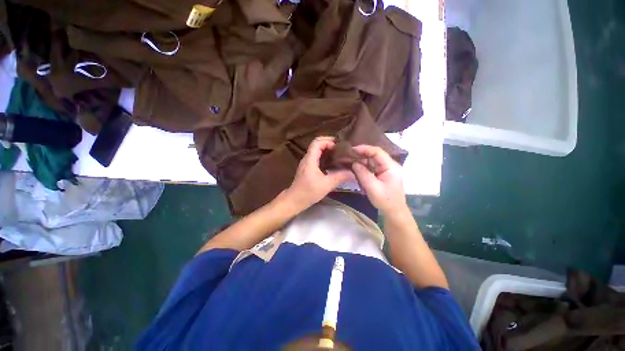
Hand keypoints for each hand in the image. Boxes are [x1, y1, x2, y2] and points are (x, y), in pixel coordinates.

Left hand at [284, 137, 353, 209]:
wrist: (294, 200)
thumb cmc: (308, 192)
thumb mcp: (326, 185)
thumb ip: (340, 177)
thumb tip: (353, 173)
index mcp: (310, 160)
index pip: (317, 143)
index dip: (328, 141)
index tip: (339, 146)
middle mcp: (307, 159)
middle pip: (316, 144)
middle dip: (328, 143)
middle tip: (340, 148)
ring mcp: (306, 163)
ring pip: (316, 151)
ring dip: (326, 150)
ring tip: (338, 154)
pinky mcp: (307, 168)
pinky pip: (315, 157)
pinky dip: (324, 156)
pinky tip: (332, 163)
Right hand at [351, 145, 406, 214]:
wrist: (394, 211)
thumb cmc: (385, 200)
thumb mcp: (372, 188)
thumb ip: (363, 174)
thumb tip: (354, 163)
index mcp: (390, 166)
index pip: (377, 152)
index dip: (364, 149)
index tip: (352, 149)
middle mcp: (389, 165)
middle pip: (374, 155)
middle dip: (361, 154)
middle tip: (348, 155)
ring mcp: (386, 169)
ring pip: (372, 160)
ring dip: (361, 160)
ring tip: (350, 160)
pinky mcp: (382, 174)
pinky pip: (372, 167)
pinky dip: (364, 167)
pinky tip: (356, 168)